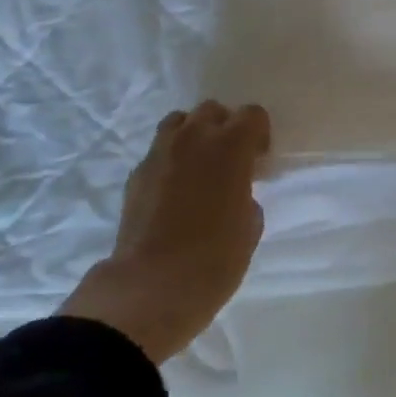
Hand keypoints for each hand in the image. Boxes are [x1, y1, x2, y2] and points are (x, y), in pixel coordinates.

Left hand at [59, 100, 270, 363]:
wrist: (151, 286)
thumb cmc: (214, 259)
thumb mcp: (250, 227)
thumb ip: (246, 196)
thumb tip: (235, 194)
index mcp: (230, 146)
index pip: (252, 114)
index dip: (259, 134)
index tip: (259, 162)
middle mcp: (194, 138)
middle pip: (212, 110)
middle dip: (224, 128)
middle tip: (229, 162)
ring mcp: (160, 153)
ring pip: (179, 122)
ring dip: (193, 136)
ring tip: (198, 168)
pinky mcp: (136, 174)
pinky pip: (159, 152)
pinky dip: (170, 161)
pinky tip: (173, 193)